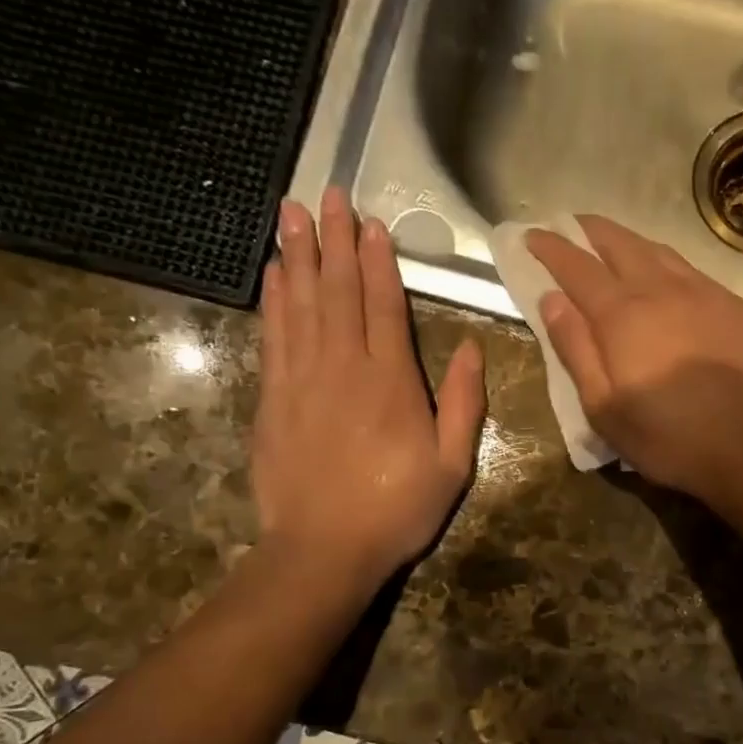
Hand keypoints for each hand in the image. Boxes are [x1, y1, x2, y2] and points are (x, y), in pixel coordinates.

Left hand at [253, 188, 485, 597]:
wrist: (324, 549)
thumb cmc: (397, 509)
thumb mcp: (452, 464)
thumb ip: (462, 402)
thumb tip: (469, 348)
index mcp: (392, 380)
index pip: (385, 305)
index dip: (378, 260)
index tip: (371, 222)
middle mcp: (344, 366)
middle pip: (338, 291)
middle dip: (333, 239)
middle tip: (326, 194)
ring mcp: (303, 379)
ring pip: (301, 303)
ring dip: (297, 255)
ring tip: (291, 214)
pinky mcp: (273, 398)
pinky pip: (273, 335)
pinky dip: (273, 300)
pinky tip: (272, 274)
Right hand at [527, 216, 742, 497]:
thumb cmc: (665, 435)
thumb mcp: (603, 407)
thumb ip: (575, 348)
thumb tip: (551, 299)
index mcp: (622, 315)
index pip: (577, 267)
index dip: (551, 248)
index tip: (532, 235)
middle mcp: (661, 289)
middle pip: (619, 244)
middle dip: (590, 231)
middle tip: (571, 227)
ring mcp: (704, 293)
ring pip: (658, 251)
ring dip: (629, 242)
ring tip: (613, 246)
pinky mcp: (735, 307)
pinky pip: (692, 271)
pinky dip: (666, 264)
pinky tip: (666, 278)